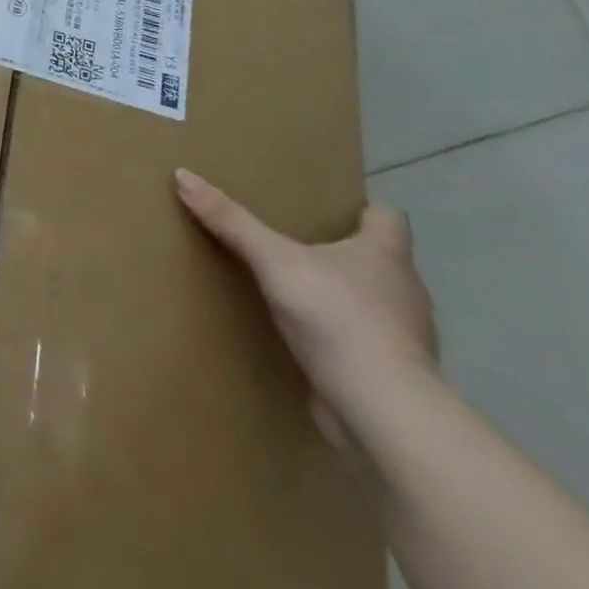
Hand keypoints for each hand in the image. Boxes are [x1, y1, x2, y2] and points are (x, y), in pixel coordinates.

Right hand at [174, 168, 438, 441]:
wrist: (381, 413)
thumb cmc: (338, 318)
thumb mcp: (274, 260)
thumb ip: (231, 221)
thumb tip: (183, 175)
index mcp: (387, 255)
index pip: (388, 217)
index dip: (361, 209)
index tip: (329, 208)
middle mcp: (404, 291)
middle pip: (378, 259)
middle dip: (342, 251)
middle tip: (295, 239)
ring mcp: (403, 338)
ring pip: (372, 303)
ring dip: (341, 295)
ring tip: (294, 287)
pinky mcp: (391, 376)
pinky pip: (363, 343)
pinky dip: (340, 337)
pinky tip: (306, 338)